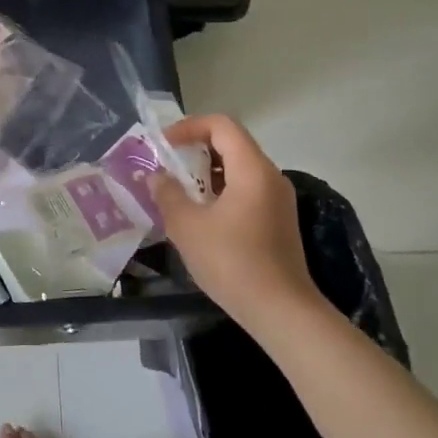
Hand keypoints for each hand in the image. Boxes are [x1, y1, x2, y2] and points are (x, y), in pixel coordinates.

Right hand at [152, 114, 319, 323]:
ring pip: (238, 169)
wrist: (280, 311)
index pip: (221, 126)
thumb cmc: (232, 262)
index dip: (189, 127)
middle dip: (195, 149)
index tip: (163, 145)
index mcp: (252, 170)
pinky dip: (220, 190)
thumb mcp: (187, 226)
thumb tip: (156, 176)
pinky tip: (200, 215)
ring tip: (177, 190)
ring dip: (206, 172)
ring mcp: (278, 200)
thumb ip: (167, 194)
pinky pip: (246, 190)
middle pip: (231, 144)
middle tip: (166, 165)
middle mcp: (270, 177)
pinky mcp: (277, 221)